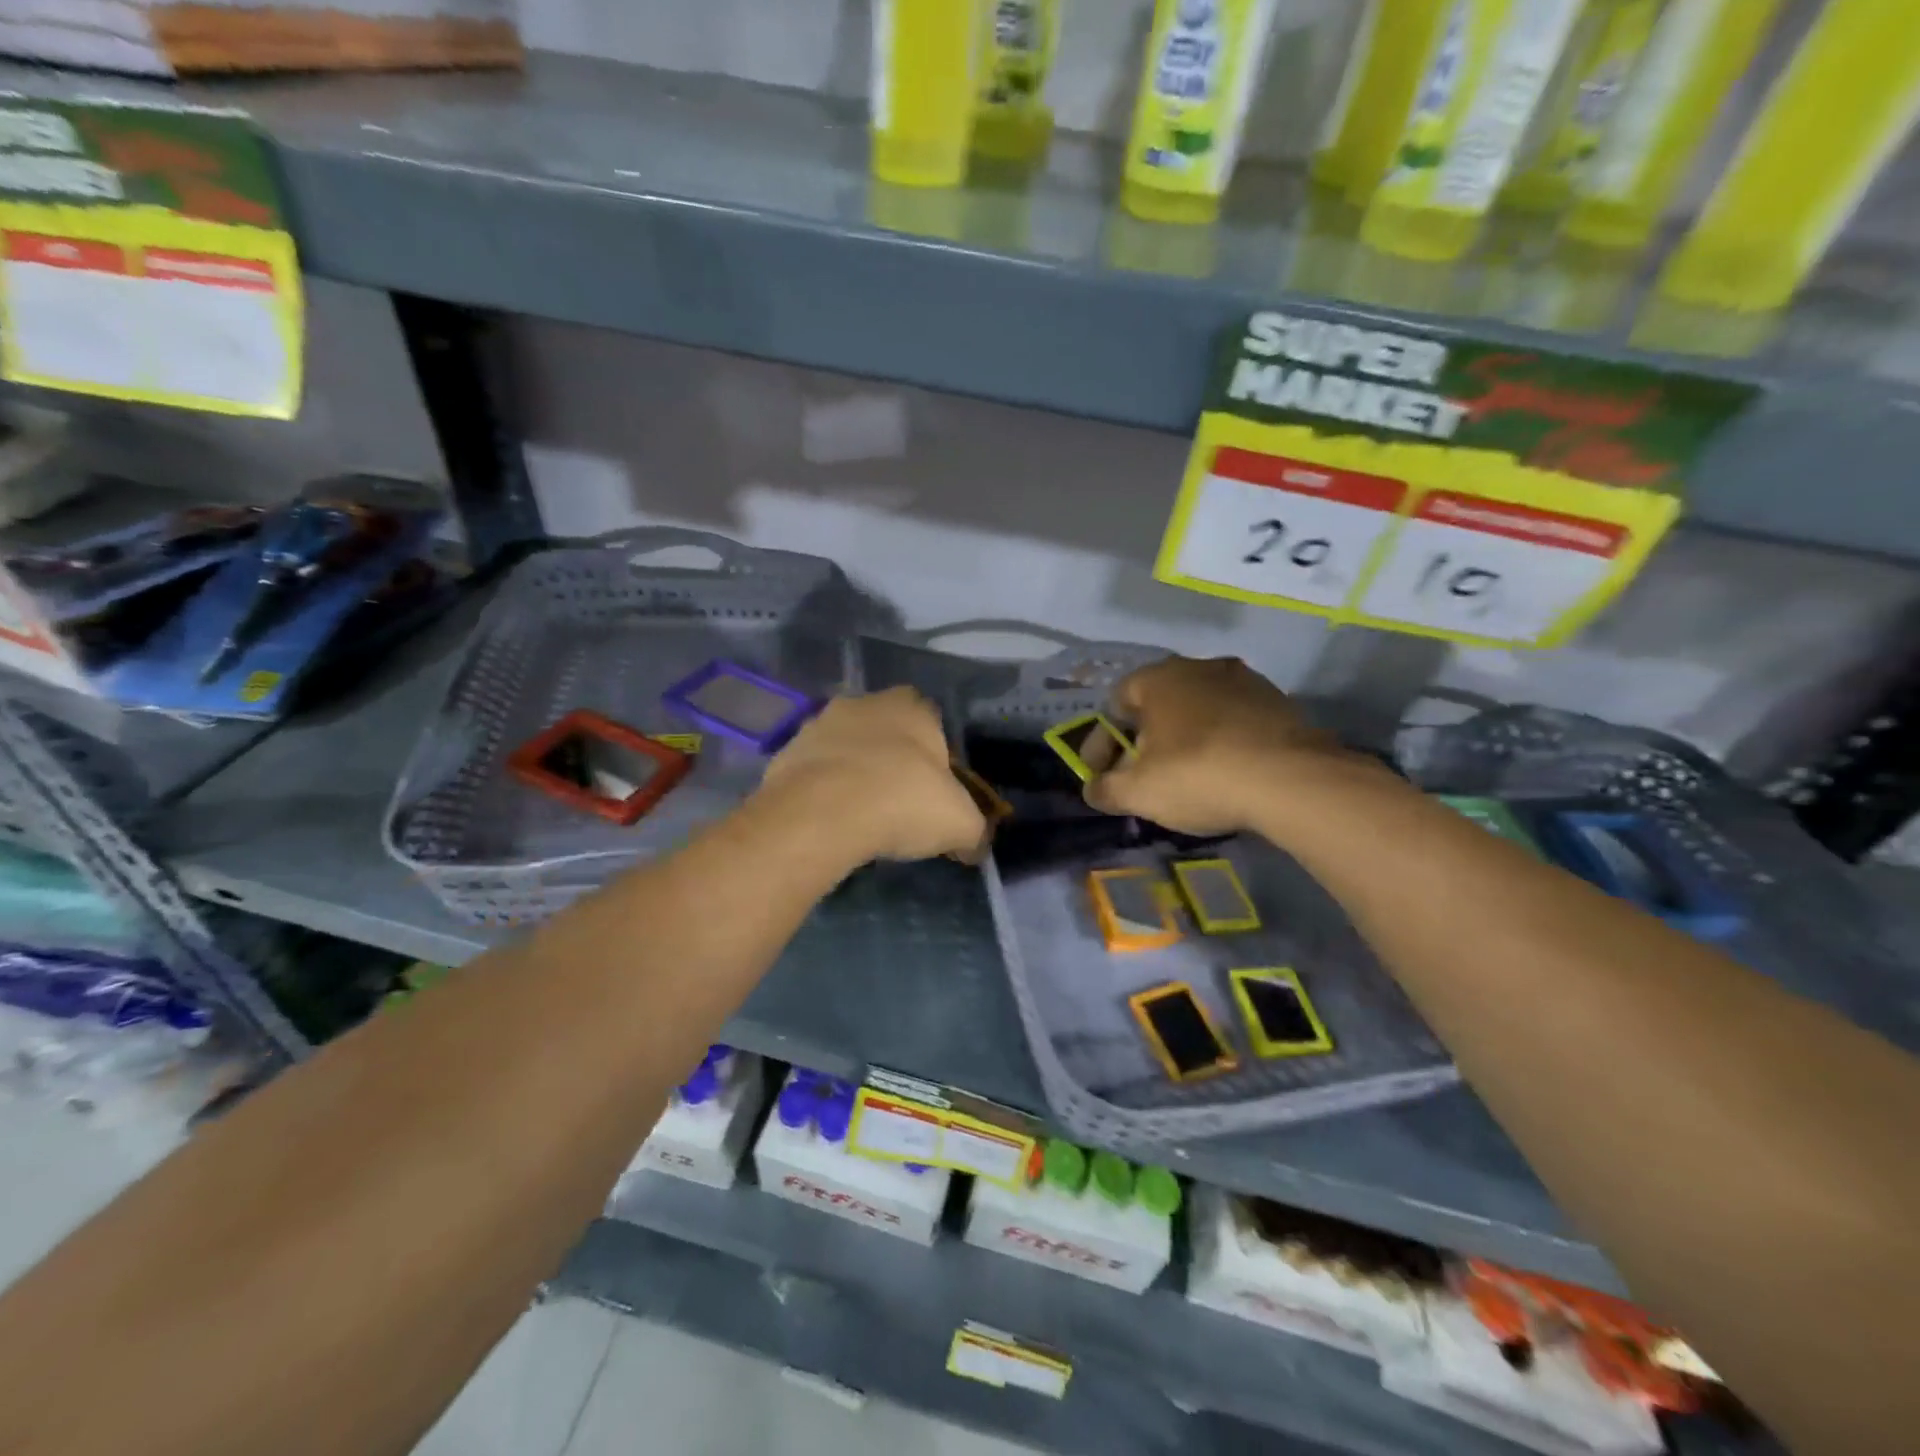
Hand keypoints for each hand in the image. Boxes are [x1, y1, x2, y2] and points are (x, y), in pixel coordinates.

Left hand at [757, 687, 986, 862]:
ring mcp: (819, 724)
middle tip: (899, 805)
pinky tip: (830, 821)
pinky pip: (814, 772)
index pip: (933, 725)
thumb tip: (974, 846)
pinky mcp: (785, 752)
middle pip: (887, 733)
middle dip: (893, 762)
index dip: (937, 761)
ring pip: (847, 749)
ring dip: (854, 774)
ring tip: (862, 818)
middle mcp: (864, 702)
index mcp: (912, 706)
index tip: (935, 795)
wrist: (821, 813)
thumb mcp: (960, 824)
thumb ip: (974, 831)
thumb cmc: (902, 802)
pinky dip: (823, 791)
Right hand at [1084, 656, 1354, 836]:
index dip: (1102, 742)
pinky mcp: (1278, 702)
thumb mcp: (1137, 792)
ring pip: (1198, 710)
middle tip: (1141, 775)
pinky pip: (1234, 721)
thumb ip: (1105, 789)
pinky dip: (1221, 742)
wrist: (1291, 779)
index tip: (1101, 774)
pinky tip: (1225, 772)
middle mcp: (1198, 667)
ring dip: (1185, 738)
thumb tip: (1093, 789)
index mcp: (1158, 678)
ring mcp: (1243, 680)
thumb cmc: (1198, 775)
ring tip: (1185, 776)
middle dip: (1144, 739)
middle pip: (1158, 705)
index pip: (1115, 703)